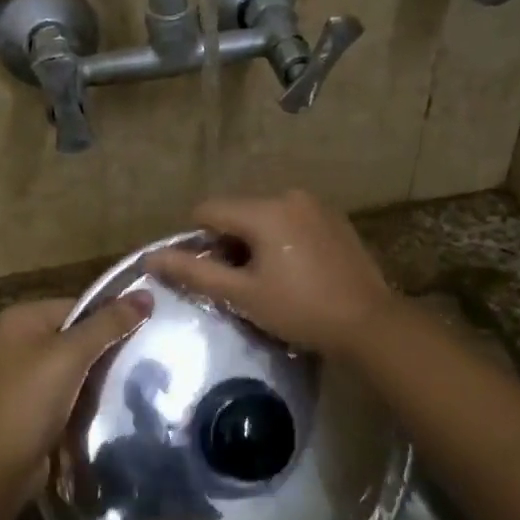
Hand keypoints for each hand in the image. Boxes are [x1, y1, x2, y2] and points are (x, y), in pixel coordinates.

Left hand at [0, 293, 151, 500]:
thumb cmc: (30, 401)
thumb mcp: (71, 355)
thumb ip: (109, 323)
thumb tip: (147, 293)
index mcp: (22, 318)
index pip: (80, 305)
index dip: (112, 317)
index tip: (147, 330)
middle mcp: (21, 340)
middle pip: (79, 333)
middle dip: (109, 346)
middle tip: (147, 355)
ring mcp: (27, 374)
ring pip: (79, 363)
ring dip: (103, 373)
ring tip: (138, 377)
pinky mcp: (36, 403)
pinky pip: (72, 388)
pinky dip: (91, 394)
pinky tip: (116, 400)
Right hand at [145, 190, 396, 356]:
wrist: (369, 323)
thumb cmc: (300, 310)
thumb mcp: (242, 295)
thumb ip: (194, 272)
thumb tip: (151, 258)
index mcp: (265, 210)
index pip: (208, 210)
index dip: (197, 241)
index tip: (208, 274)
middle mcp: (289, 196)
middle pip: (237, 212)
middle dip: (228, 244)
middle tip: (238, 284)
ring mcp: (316, 205)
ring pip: (264, 217)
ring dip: (254, 243)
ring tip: (267, 281)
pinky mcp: (334, 219)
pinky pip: (290, 222)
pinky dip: (280, 240)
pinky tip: (293, 273)